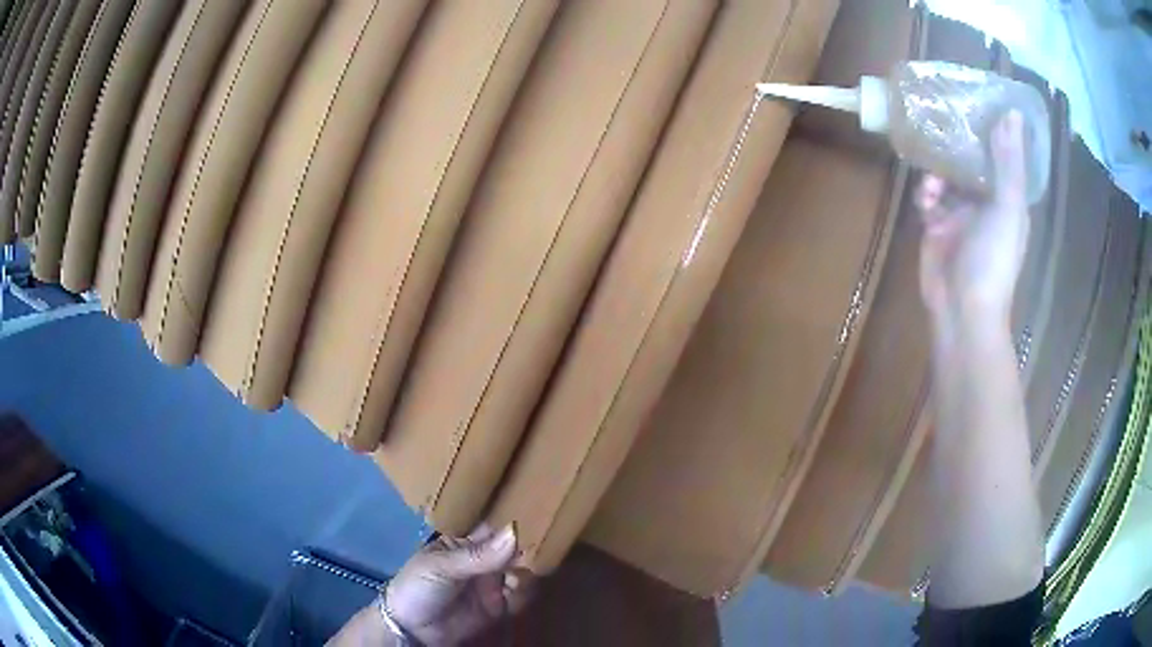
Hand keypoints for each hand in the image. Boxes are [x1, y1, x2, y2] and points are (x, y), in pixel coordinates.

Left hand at [385, 524, 529, 645]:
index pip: (493, 528)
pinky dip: (524, 593)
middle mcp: (483, 561)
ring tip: (516, 576)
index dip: (511, 521)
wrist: (411, 629)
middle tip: (531, 550)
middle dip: (525, 549)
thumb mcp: (441, 566)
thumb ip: (478, 555)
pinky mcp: (499, 607)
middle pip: (513, 550)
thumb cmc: (417, 587)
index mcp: (464, 544)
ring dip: (526, 572)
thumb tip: (514, 532)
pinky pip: (521, 597)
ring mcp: (492, 584)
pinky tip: (515, 592)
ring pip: (522, 572)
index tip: (535, 513)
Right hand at [916, 111, 1029, 333]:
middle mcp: (985, 204)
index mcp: (1008, 200)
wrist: (962, 311)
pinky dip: (924, 194)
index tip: (978, 104)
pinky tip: (925, 200)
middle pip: (971, 163)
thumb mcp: (1008, 209)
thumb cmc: (994, 262)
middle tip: (942, 122)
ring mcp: (960, 216)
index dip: (993, 131)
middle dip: (958, 147)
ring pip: (947, 177)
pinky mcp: (936, 228)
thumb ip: (1009, 164)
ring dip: (938, 173)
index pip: (1001, 156)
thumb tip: (1013, 113)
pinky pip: (928, 199)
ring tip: (934, 180)